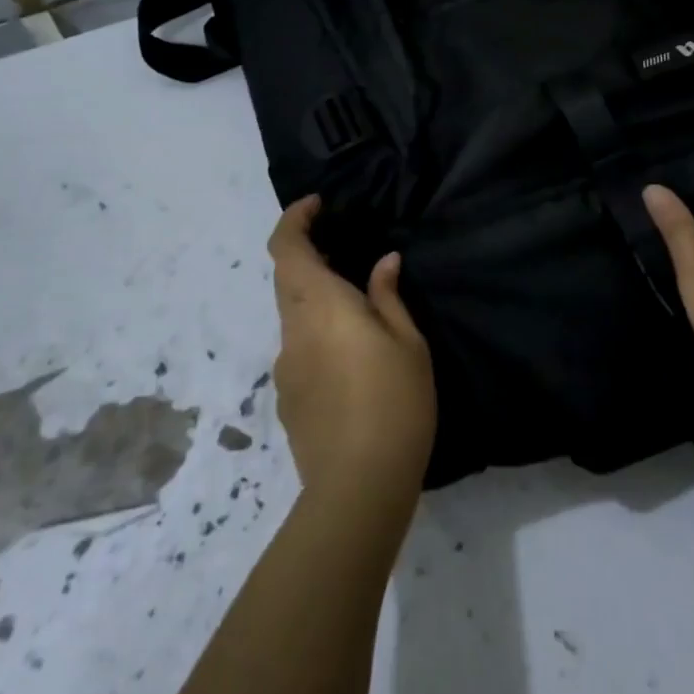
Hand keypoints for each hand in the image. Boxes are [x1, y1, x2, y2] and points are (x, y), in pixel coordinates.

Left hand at [266, 196, 436, 508]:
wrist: (358, 488)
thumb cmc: (396, 403)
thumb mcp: (408, 343)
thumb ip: (389, 297)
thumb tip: (382, 263)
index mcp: (322, 307)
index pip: (287, 248)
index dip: (294, 220)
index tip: (318, 206)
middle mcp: (293, 330)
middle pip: (286, 278)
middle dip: (309, 256)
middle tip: (347, 252)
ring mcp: (285, 367)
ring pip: (292, 314)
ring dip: (316, 298)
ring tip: (359, 311)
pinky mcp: (286, 397)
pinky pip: (298, 347)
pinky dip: (318, 333)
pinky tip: (352, 361)